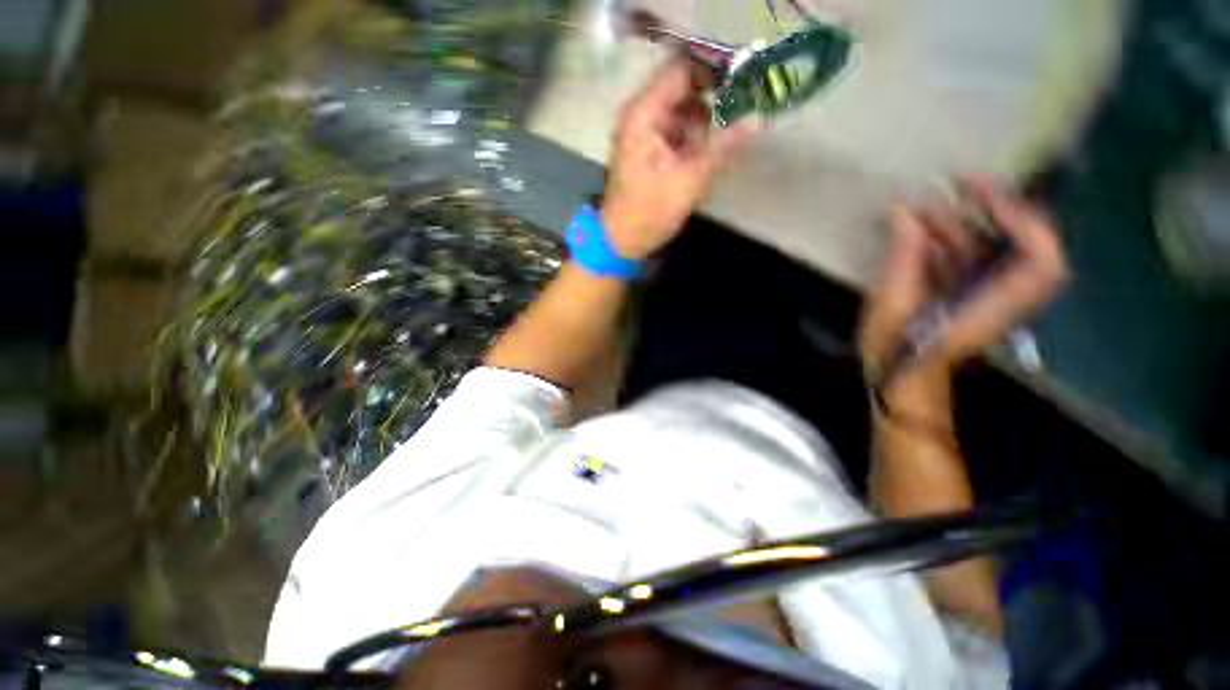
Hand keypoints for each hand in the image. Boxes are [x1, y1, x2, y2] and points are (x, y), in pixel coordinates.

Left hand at [602, 60, 758, 258]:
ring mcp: (643, 133)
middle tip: (736, 122)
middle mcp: (641, 116)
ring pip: (683, 113)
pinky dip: (692, 142)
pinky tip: (700, 163)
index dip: (713, 70)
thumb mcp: (689, 181)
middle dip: (712, 104)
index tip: (744, 82)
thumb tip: (758, 118)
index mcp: (643, 115)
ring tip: (712, 154)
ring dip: (703, 128)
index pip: (681, 70)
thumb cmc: (649, 213)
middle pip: (684, 91)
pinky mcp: (649, 151)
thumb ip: (723, 147)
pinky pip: (677, 133)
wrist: (621, 241)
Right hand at [859, 178, 1069, 385]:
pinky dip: (949, 237)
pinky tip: (920, 225)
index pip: (1041, 258)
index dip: (1022, 221)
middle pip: (1022, 242)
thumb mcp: (891, 305)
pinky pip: (972, 256)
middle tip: (959, 182)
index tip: (983, 196)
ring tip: (926, 202)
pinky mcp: (969, 292)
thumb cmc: (895, 350)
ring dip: (963, 220)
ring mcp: (987, 292)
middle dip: (996, 207)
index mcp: (993, 304)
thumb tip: (905, 210)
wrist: (900, 378)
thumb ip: (903, 257)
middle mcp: (1003, 294)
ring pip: (993, 246)